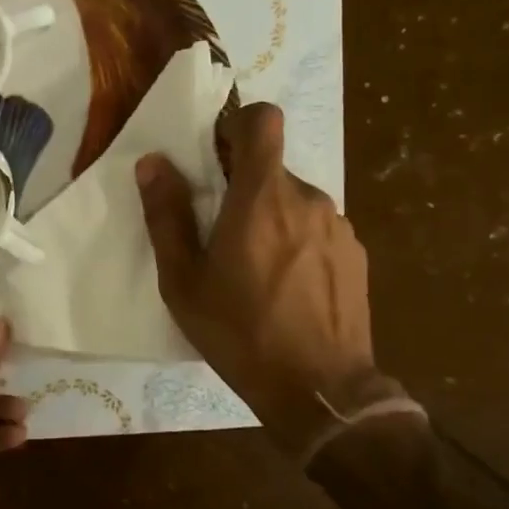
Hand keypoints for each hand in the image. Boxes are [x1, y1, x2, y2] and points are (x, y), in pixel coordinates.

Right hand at [137, 104, 394, 456]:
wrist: (319, 389)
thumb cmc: (240, 332)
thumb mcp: (184, 281)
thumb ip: (167, 215)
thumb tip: (153, 162)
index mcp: (261, 196)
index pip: (263, 119)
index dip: (238, 124)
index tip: (216, 156)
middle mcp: (307, 198)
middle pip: (272, 168)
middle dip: (245, 188)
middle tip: (222, 235)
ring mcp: (338, 226)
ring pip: (295, 202)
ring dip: (273, 219)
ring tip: (256, 271)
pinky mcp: (356, 254)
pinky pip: (318, 230)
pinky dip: (299, 243)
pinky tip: (288, 289)